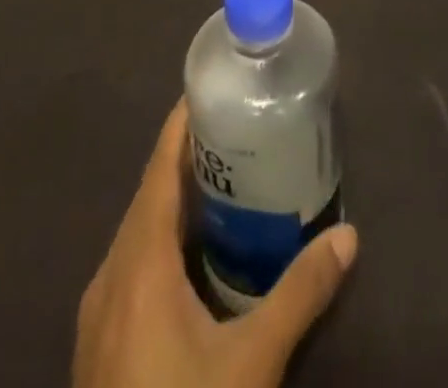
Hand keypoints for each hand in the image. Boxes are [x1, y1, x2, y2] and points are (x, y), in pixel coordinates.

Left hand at [73, 101, 358, 387]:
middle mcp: (110, 277)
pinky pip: (132, 265)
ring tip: (224, 177)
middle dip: (187, 157)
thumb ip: (300, 294)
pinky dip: (163, 239)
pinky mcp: (100, 345)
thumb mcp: (250, 363)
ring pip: (138, 232)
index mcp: (138, 265)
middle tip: (237, 126)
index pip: (158, 171)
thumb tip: (349, 235)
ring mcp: (99, 314)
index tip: (212, 87)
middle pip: (148, 196)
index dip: (180, 126)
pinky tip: (195, 254)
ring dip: (174, 200)